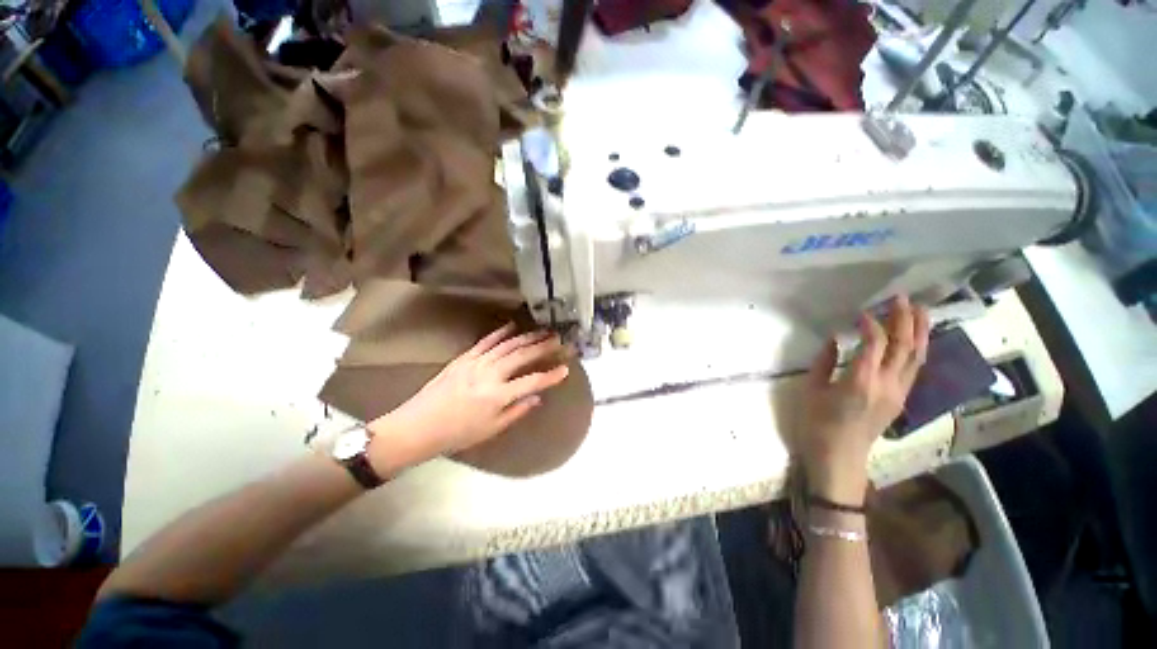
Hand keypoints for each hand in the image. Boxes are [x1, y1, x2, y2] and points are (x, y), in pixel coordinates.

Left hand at [367, 324, 569, 469]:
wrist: (418, 426)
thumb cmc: (457, 434)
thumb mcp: (491, 430)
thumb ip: (517, 411)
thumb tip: (537, 397)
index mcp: (498, 396)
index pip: (533, 381)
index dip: (551, 375)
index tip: (566, 369)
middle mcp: (490, 374)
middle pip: (522, 356)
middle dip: (543, 347)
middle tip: (559, 339)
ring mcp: (476, 362)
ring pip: (507, 345)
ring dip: (527, 337)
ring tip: (542, 331)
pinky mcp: (464, 357)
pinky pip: (486, 341)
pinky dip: (500, 332)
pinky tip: (512, 326)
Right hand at [800, 296, 929, 502]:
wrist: (839, 457)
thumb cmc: (817, 424)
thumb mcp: (812, 390)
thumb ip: (824, 362)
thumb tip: (835, 340)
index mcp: (861, 381)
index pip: (875, 343)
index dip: (871, 324)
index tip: (861, 312)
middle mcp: (887, 384)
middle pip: (904, 347)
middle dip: (905, 320)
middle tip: (902, 298)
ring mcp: (899, 393)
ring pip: (917, 357)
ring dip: (920, 332)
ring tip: (920, 311)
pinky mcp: (901, 399)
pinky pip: (914, 369)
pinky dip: (917, 350)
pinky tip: (914, 339)